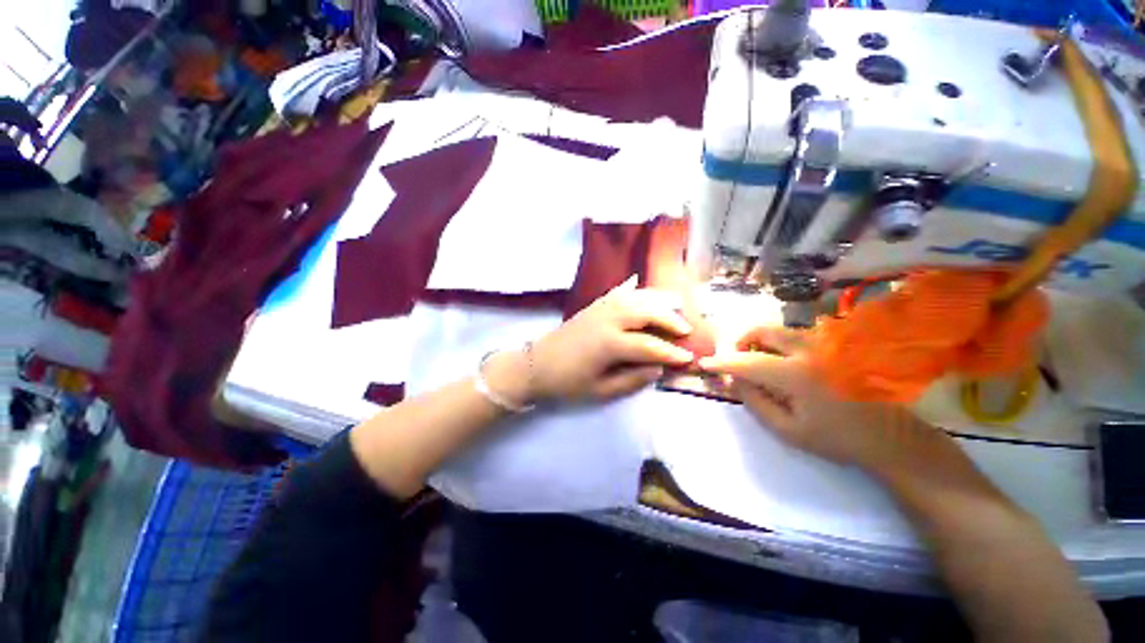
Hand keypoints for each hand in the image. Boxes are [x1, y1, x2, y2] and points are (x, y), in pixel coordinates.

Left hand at [526, 286, 694, 402]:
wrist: (536, 365)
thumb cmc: (567, 382)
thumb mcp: (600, 390)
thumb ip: (632, 380)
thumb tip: (658, 368)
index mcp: (609, 343)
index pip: (649, 345)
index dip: (671, 352)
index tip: (689, 358)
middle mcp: (608, 319)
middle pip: (646, 311)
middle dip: (670, 319)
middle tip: (686, 329)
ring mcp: (599, 308)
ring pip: (635, 297)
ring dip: (657, 300)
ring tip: (673, 306)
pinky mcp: (592, 305)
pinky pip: (617, 292)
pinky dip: (632, 288)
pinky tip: (639, 284)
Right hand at [699, 326, 955, 475]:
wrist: (893, 437)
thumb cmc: (838, 439)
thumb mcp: (788, 430)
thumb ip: (755, 401)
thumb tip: (735, 379)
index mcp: (797, 374)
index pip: (747, 361)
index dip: (722, 362)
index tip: (704, 363)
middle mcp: (811, 350)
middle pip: (762, 331)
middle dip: (741, 343)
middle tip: (737, 361)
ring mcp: (827, 343)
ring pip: (779, 331)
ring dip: (760, 343)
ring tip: (760, 365)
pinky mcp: (837, 344)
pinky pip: (797, 335)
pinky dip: (779, 344)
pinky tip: (785, 364)